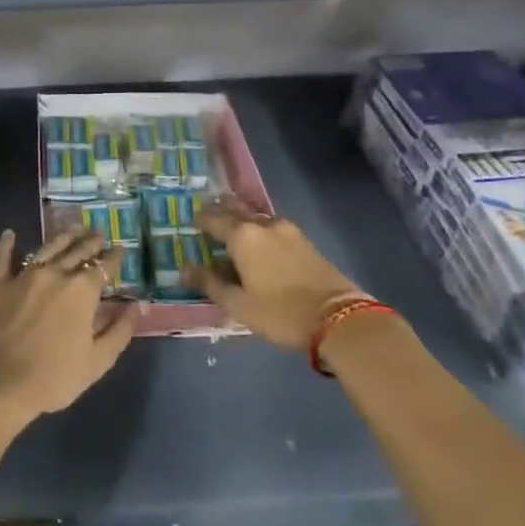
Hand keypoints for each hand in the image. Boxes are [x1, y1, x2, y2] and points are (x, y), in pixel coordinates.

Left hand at [0, 225, 135, 425]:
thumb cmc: (53, 377)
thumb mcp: (97, 361)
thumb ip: (119, 332)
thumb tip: (135, 307)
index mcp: (82, 291)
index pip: (103, 266)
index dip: (114, 257)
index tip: (120, 249)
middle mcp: (55, 274)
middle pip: (77, 251)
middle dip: (91, 241)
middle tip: (98, 233)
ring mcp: (24, 276)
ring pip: (47, 248)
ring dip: (63, 237)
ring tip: (73, 228)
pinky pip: (2, 258)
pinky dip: (6, 245)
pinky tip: (9, 234)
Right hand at [188, 193, 362, 350]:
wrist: (339, 317)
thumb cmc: (280, 312)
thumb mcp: (238, 304)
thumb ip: (210, 283)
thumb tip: (185, 269)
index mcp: (242, 236)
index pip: (213, 218)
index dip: (200, 220)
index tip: (191, 223)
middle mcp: (263, 224)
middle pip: (236, 208)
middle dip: (220, 209)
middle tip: (208, 215)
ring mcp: (287, 230)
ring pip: (256, 215)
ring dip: (241, 217)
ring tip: (232, 227)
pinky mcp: (304, 240)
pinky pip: (272, 225)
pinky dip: (259, 227)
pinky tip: (259, 240)